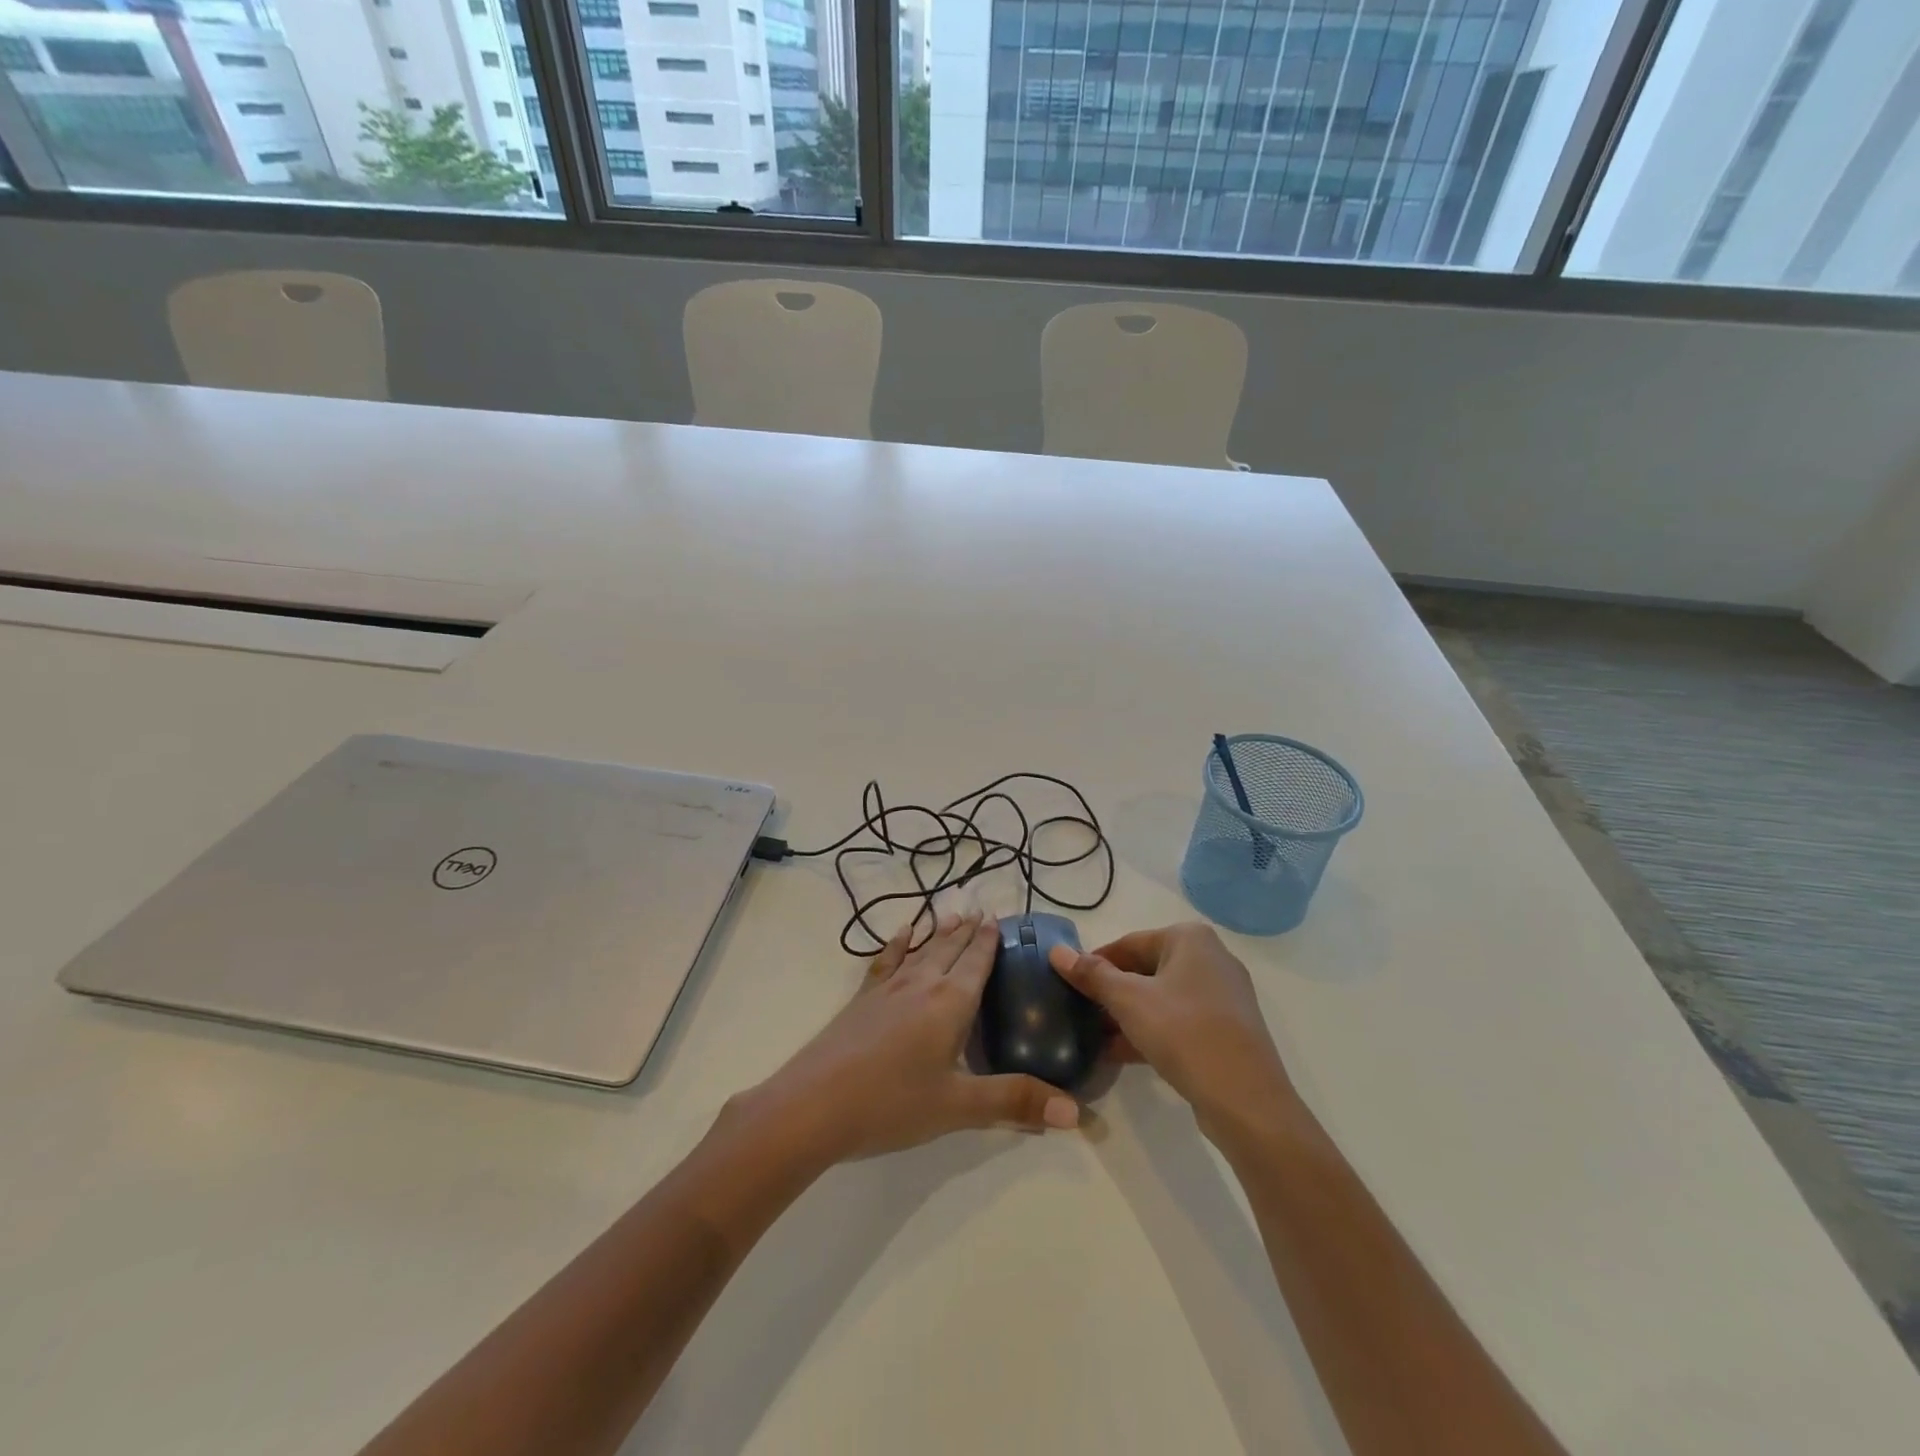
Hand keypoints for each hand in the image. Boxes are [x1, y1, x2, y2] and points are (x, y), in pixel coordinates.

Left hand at [745, 911, 1080, 1164]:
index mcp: (950, 1002)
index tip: (999, 916)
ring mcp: (888, 989)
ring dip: (939, 932)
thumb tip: (1076, 1113)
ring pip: (921, 949)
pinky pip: (886, 961)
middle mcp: (922, 984)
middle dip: (968, 930)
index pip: (977, 961)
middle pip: (950, 948)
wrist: (812, 1105)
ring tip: (952, 913)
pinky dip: (898, 944)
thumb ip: (1015, 1101)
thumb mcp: (959, 1107)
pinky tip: (901, 934)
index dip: (990, 939)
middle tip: (983, 909)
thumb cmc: (892, 1104)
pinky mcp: (862, 999)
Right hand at [1051, 922, 1298, 1145]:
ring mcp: (1223, 996)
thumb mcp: (1129, 1001)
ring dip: (1127, 1015)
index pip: (1129, 943)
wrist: (1246, 1100)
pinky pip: (1179, 1020)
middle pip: (1145, 969)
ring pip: (1162, 997)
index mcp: (1190, 938)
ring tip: (1093, 1036)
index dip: (1095, 963)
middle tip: (1079, 1012)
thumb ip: (1092, 975)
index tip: (1068, 985)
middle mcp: (1211, 958)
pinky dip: (1150, 1031)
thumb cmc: (1184, 1033)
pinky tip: (1119, 1054)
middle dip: (1111, 992)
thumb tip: (1057, 952)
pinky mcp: (1227, 1029)